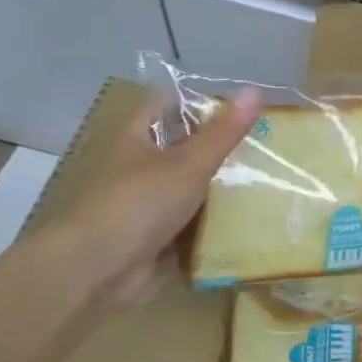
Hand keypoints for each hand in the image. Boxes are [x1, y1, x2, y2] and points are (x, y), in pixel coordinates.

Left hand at [58, 88, 260, 305]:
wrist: (96, 271)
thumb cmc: (138, 204)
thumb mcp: (188, 164)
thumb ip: (222, 133)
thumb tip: (254, 90)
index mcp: (135, 138)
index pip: (165, 105)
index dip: (197, 101)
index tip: (238, 106)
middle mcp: (136, 168)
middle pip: (180, 149)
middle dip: (217, 149)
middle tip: (263, 145)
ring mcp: (143, 206)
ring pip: (187, 190)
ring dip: (217, 190)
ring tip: (265, 182)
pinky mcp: (152, 240)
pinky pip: (188, 226)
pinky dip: (211, 225)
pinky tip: (246, 222)